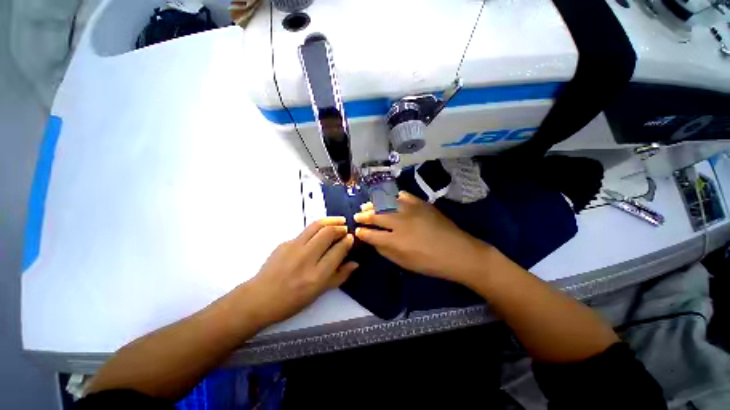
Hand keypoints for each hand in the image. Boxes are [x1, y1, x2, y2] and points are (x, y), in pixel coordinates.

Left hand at [243, 217, 357, 326]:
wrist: (259, 298)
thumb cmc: (292, 300)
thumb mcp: (319, 292)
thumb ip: (340, 276)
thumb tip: (355, 263)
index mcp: (317, 275)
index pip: (338, 250)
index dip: (348, 241)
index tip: (351, 238)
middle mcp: (306, 258)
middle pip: (328, 233)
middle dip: (340, 227)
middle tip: (345, 228)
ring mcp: (293, 248)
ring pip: (316, 226)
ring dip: (330, 221)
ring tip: (339, 221)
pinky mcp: (284, 243)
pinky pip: (305, 232)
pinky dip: (316, 229)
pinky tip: (318, 235)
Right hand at [354, 192, 490, 286]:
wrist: (458, 252)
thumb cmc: (430, 263)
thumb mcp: (404, 263)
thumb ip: (385, 251)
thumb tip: (373, 240)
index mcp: (395, 241)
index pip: (371, 234)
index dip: (361, 232)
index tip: (356, 230)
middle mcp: (400, 223)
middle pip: (375, 216)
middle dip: (363, 216)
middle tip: (357, 215)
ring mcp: (410, 210)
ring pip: (385, 203)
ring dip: (374, 204)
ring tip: (367, 205)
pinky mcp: (420, 203)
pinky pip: (401, 195)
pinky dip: (391, 196)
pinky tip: (387, 199)